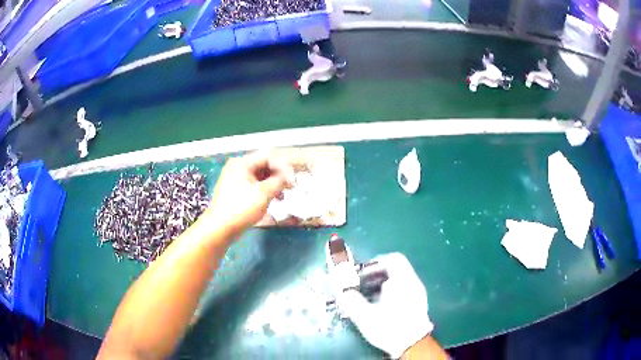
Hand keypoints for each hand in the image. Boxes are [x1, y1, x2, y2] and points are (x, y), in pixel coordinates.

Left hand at [203, 152, 289, 236]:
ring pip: (259, 176)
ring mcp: (235, 178)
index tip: (293, 181)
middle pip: (263, 165)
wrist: (220, 228)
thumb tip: (289, 177)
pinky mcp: (234, 190)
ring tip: (281, 197)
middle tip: (290, 188)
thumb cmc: (242, 208)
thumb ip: (279, 181)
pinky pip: (253, 185)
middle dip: (278, 176)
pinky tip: (270, 200)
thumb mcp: (264, 193)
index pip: (268, 157)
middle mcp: (237, 166)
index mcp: (242, 163)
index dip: (283, 167)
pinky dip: (263, 190)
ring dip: (272, 184)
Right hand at [337, 253, 433, 358]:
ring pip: (399, 279)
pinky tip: (380, 305)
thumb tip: (341, 288)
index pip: (392, 259)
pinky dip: (390, 291)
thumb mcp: (365, 315)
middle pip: (395, 268)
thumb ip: (351, 299)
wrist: (413, 344)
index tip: (361, 274)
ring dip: (381, 283)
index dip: (375, 263)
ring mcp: (418, 292)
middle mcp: (413, 282)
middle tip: (361, 285)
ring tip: (367, 296)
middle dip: (375, 274)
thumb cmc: (389, 328)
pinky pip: (403, 288)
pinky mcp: (418, 302)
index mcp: (403, 281)